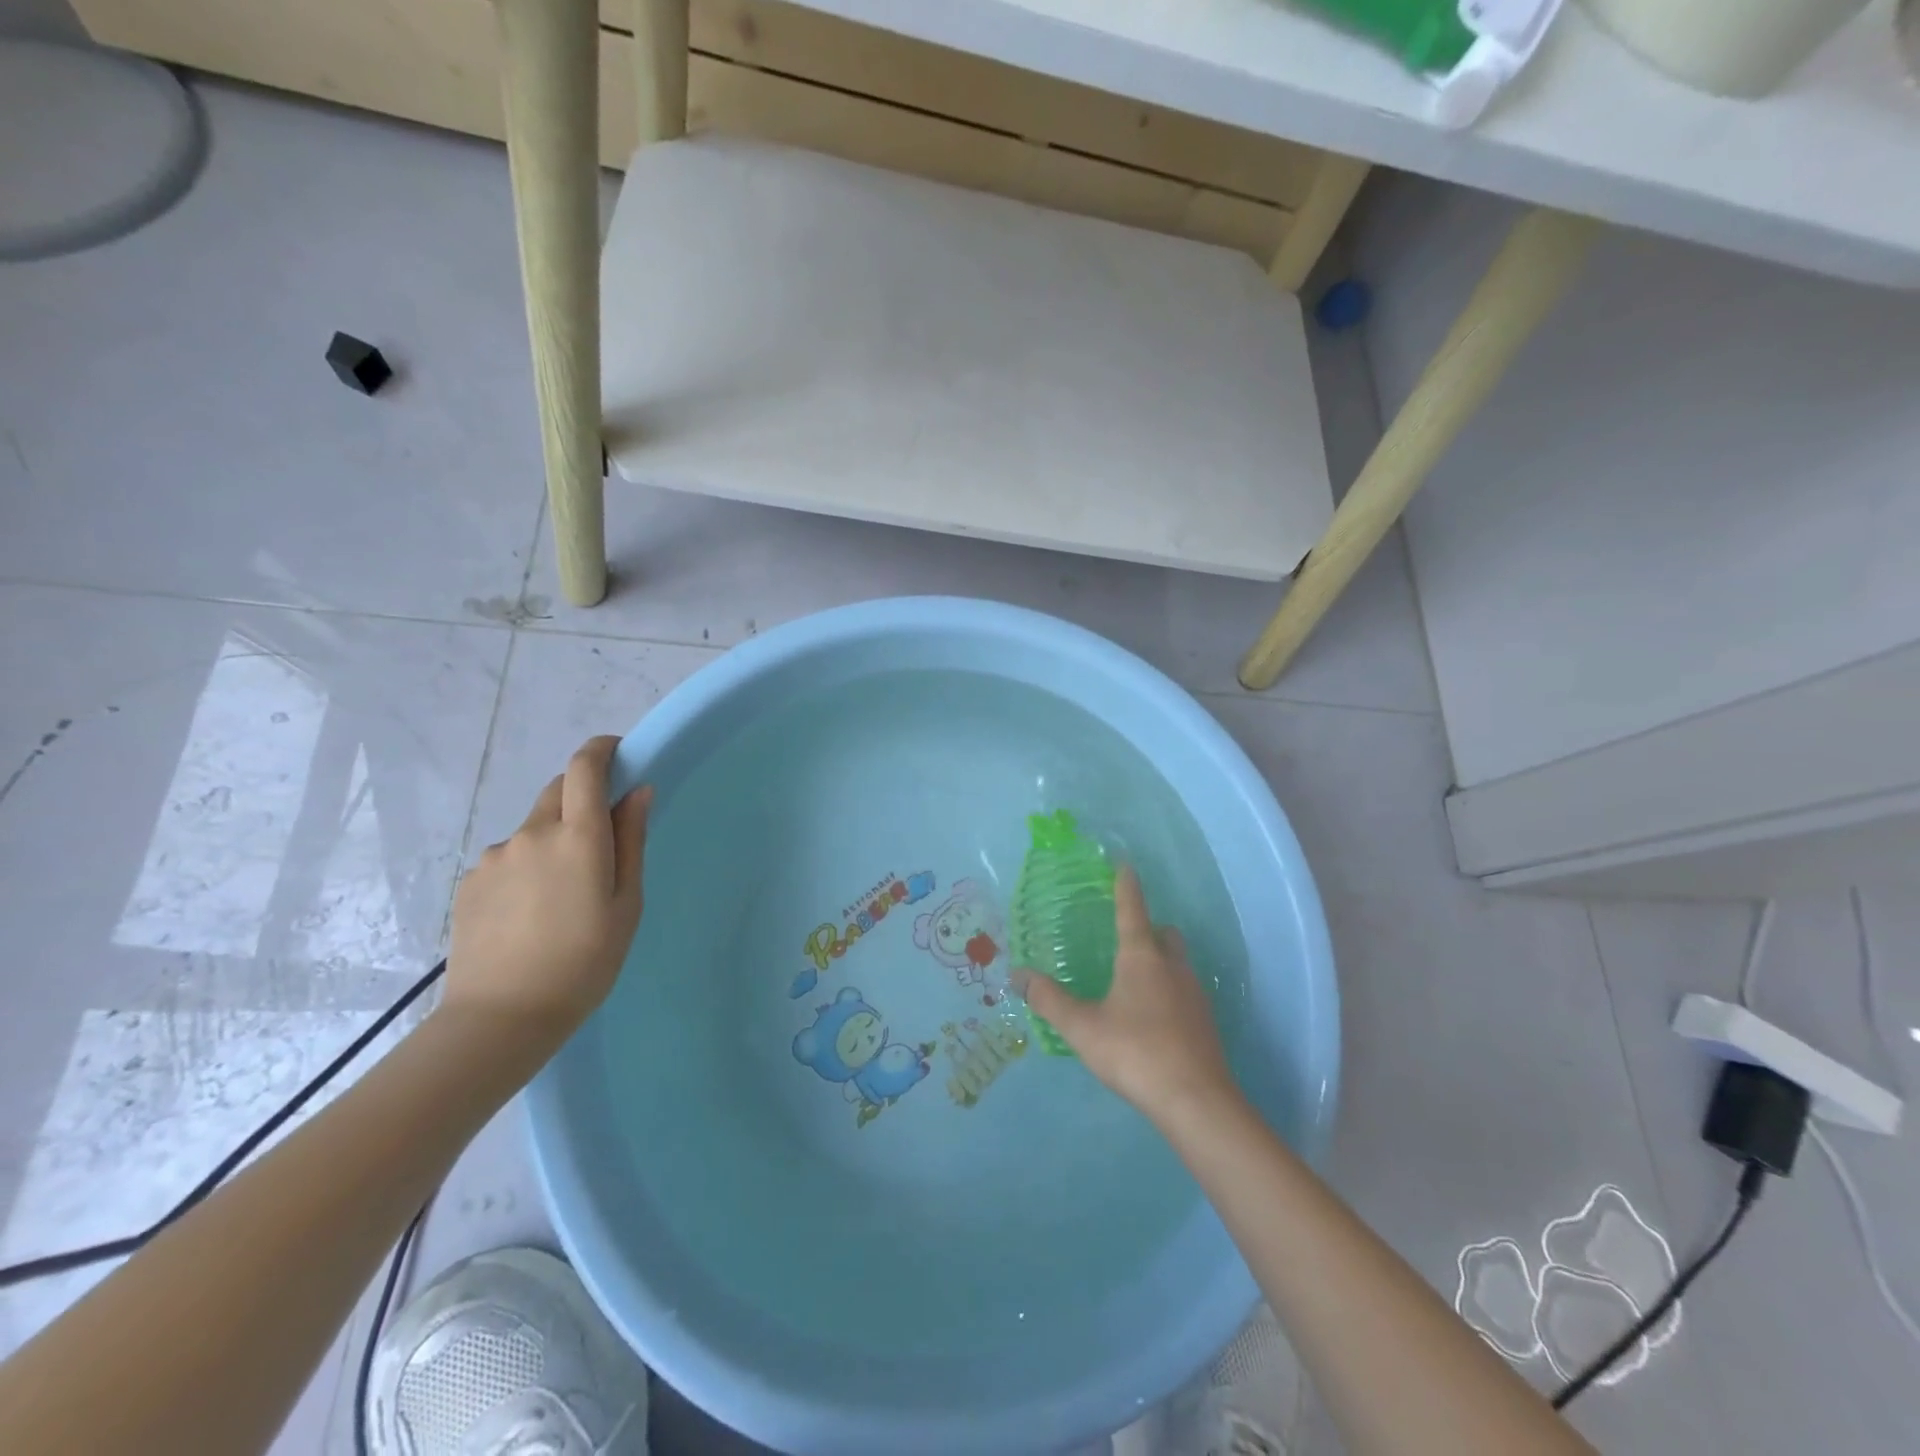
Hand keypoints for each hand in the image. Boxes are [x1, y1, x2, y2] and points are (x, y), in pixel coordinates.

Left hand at [444, 735, 650, 1042]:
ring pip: (533, 829)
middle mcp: (532, 834)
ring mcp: (495, 857)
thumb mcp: (627, 903)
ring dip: (553, 839)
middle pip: (557, 790)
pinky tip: (531, 912)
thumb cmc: (585, 962)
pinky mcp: (470, 882)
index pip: (584, 768)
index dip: (601, 750)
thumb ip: (631, 841)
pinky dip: (527, 867)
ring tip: (562, 895)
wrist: (502, 1018)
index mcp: (578, 837)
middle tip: (600, 838)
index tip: (617, 752)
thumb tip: (637, 792)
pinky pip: (509, 858)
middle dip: (581, 795)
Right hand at [1012, 866, 1234, 1122]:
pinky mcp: (1205, 1022)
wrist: (1196, 1101)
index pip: (1132, 909)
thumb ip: (1049, 1000)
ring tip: (1135, 979)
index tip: (1124, 865)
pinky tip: (1153, 1015)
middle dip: (1148, 928)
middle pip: (1164, 933)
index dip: (1126, 886)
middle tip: (1125, 937)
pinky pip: (1185, 990)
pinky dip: (1169, 990)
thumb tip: (1017, 974)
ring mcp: (1194, 994)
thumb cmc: (1135, 1052)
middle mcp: (1172, 966)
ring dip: (1160, 960)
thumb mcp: (1082, 1027)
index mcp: (1141, 957)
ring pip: (1178, 962)